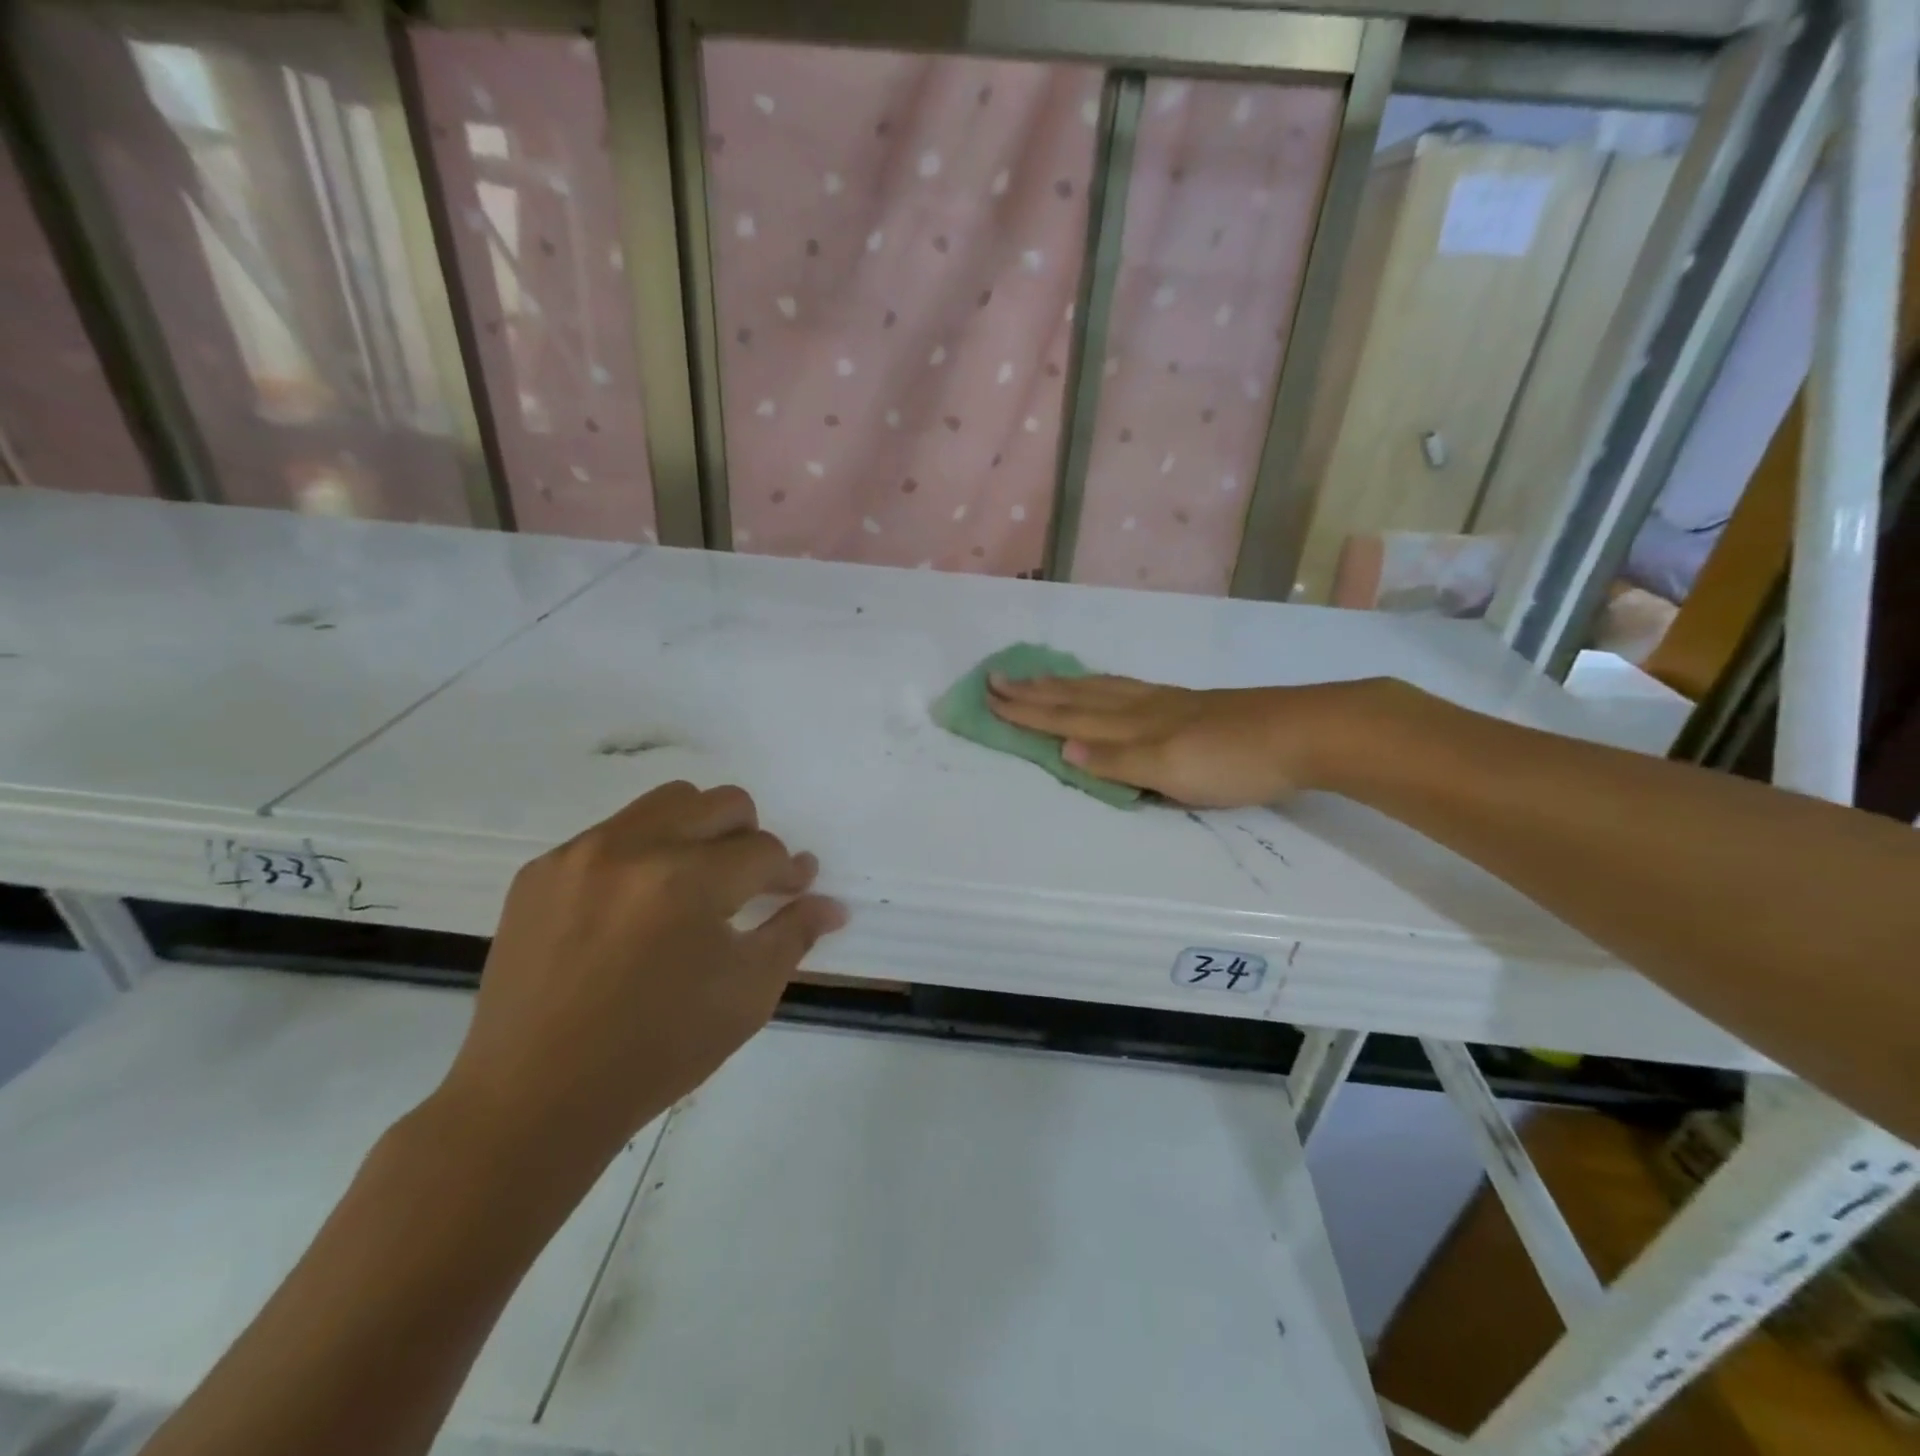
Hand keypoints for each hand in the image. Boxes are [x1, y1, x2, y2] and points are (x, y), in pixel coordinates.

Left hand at [436, 781, 843, 1181]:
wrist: (534, 1098)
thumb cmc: (657, 1051)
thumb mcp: (746, 996)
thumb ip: (794, 935)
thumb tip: (832, 904)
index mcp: (688, 880)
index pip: (763, 850)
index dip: (790, 871)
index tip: (796, 887)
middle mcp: (634, 847)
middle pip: (720, 803)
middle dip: (751, 836)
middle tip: (751, 879)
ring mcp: (580, 854)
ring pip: (665, 804)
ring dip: (698, 831)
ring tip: (696, 881)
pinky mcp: (541, 871)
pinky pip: (610, 834)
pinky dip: (641, 855)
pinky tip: (636, 907)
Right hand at [988, 673, 1385, 808]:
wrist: (1305, 732)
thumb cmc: (1235, 761)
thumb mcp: (1172, 772)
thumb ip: (1117, 762)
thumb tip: (1062, 748)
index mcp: (1133, 727)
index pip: (1068, 718)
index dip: (1028, 711)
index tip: (990, 697)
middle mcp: (1141, 708)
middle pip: (1078, 697)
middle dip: (1035, 691)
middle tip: (997, 677)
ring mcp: (1166, 702)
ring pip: (1102, 688)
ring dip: (1064, 684)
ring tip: (1039, 676)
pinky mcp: (1189, 703)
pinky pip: (1128, 687)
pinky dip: (1103, 684)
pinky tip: (1106, 686)